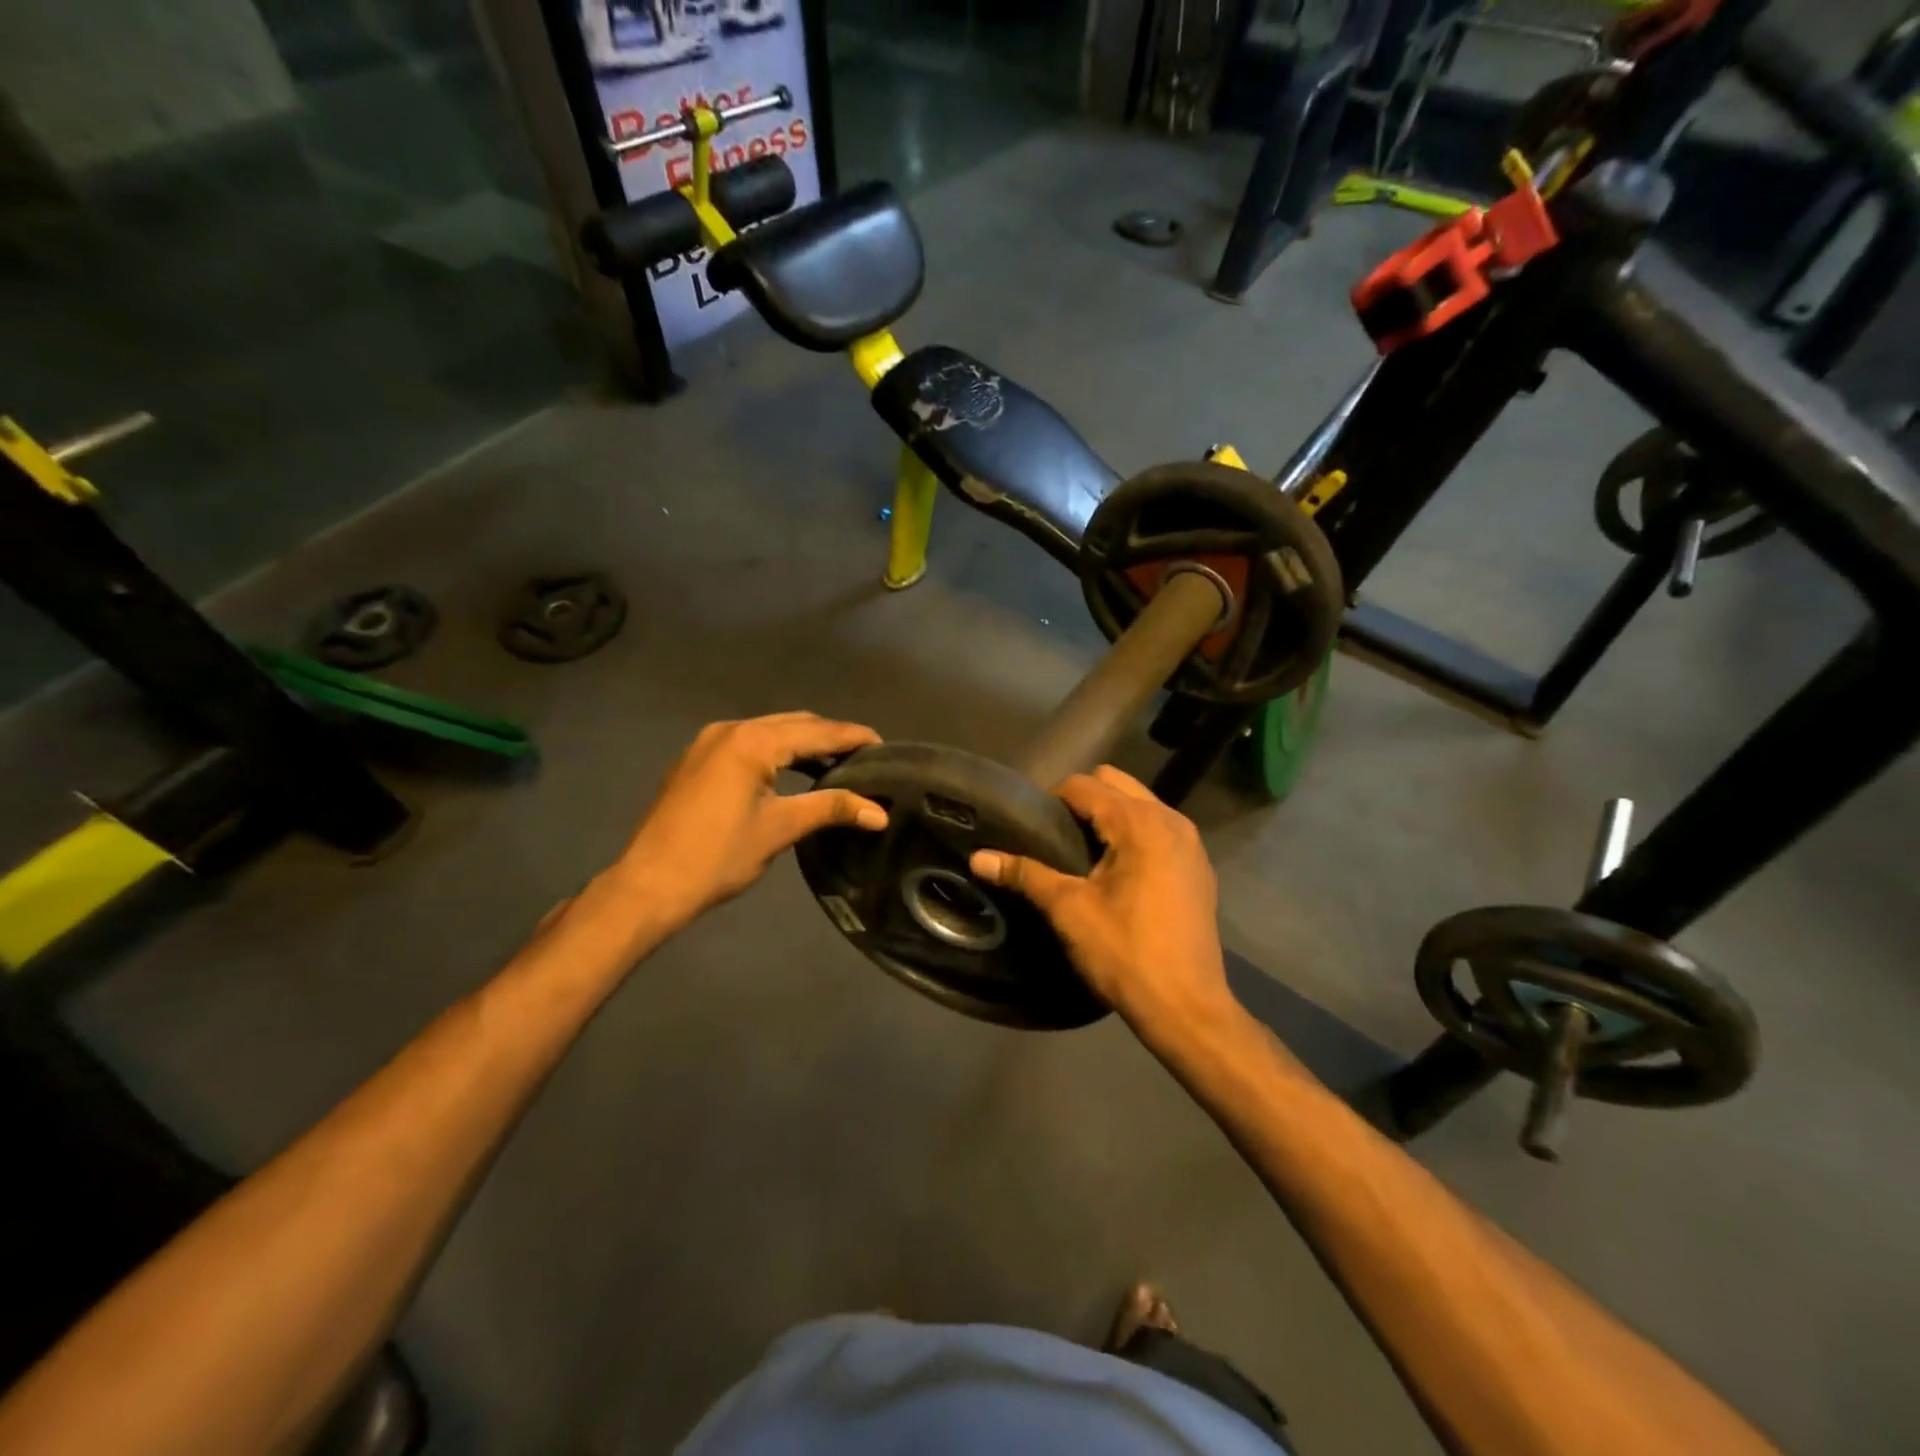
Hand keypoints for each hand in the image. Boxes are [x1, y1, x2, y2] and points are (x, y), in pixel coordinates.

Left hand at [616, 712, 887, 933]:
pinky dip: (776, 751)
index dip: (853, 737)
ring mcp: (708, 742)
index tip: (884, 746)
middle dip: (830, 737)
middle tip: (864, 756)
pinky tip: (792, 772)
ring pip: (769, 731)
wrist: (649, 884)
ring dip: (803, 743)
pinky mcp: (696, 759)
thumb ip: (831, 809)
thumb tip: (880, 813)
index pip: (817, 732)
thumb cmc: (718, 856)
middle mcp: (730, 730)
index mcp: (752, 742)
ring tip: (836, 764)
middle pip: (794, 724)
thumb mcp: (780, 829)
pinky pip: (747, 743)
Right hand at [969, 766, 1232, 1031]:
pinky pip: (1159, 828)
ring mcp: (1191, 842)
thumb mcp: (1068, 910)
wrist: (1186, 1007)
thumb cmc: (1125, 952)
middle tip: (1057, 838)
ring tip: (1084, 854)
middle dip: (1083, 801)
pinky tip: (1119, 872)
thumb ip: (1025, 874)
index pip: (1084, 786)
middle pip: (1115, 783)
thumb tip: (978, 858)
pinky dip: (1135, 835)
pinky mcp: (1199, 865)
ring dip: (1110, 816)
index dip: (1052, 800)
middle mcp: (1170, 820)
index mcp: (1139, 823)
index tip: (1032, 828)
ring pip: (1140, 803)